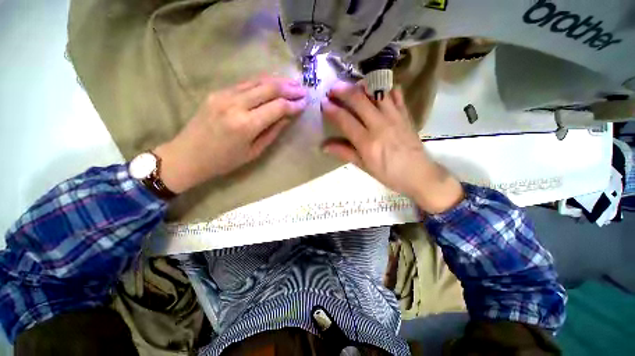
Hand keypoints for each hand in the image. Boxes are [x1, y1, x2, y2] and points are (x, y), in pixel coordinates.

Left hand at [155, 76, 306, 192]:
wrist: (187, 156)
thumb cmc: (224, 161)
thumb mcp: (254, 152)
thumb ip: (272, 132)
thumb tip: (287, 117)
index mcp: (246, 125)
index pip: (277, 107)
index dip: (294, 105)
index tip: (305, 104)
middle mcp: (235, 104)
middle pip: (269, 88)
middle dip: (289, 88)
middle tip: (303, 89)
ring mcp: (224, 95)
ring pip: (257, 81)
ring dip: (278, 81)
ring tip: (292, 83)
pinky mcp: (218, 92)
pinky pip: (245, 83)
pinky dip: (262, 81)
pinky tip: (273, 83)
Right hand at [321, 82, 462, 213]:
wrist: (419, 174)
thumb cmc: (388, 174)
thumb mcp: (364, 166)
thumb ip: (344, 153)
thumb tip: (324, 146)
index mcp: (367, 142)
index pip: (345, 120)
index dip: (332, 110)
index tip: (323, 103)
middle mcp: (380, 125)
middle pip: (359, 100)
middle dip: (343, 91)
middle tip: (332, 88)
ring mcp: (394, 117)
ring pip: (377, 92)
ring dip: (362, 85)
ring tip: (352, 85)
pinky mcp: (405, 114)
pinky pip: (396, 94)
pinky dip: (385, 88)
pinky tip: (377, 89)